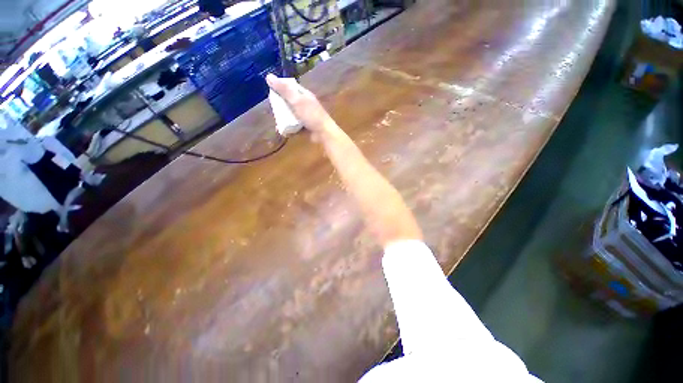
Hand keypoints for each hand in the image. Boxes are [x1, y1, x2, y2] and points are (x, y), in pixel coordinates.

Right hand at [266, 74, 335, 137]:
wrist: (323, 134)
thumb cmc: (311, 115)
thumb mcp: (297, 101)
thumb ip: (284, 90)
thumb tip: (268, 76)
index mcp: (305, 95)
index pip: (290, 88)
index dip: (280, 89)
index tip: (272, 93)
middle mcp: (305, 105)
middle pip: (289, 102)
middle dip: (281, 106)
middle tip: (274, 110)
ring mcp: (305, 117)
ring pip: (291, 115)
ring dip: (284, 119)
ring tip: (278, 122)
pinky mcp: (305, 128)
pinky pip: (294, 126)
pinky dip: (289, 128)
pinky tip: (284, 131)